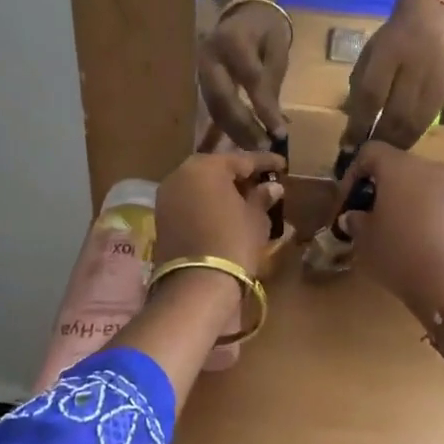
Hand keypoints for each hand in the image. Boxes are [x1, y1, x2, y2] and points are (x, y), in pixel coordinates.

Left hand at [153, 150, 285, 276]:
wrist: (196, 284)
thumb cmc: (233, 243)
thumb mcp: (255, 219)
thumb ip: (262, 198)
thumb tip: (271, 187)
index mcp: (207, 166)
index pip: (242, 159)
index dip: (265, 162)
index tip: (282, 164)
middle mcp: (181, 174)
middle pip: (216, 169)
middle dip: (239, 174)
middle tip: (261, 181)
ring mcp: (167, 196)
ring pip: (200, 185)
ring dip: (221, 189)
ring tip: (245, 198)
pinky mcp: (161, 217)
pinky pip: (190, 201)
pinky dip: (207, 203)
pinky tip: (224, 212)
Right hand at [198, 3, 291, 149]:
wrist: (242, 13)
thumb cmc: (265, 32)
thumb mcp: (277, 51)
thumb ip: (272, 84)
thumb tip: (275, 124)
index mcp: (232, 40)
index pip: (250, 80)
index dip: (264, 108)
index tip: (279, 134)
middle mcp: (209, 56)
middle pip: (224, 98)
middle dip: (244, 127)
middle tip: (263, 149)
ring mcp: (198, 70)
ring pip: (215, 108)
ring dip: (234, 132)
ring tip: (254, 151)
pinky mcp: (198, 82)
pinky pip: (211, 109)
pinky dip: (226, 128)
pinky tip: (241, 142)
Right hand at [334, 142, 443, 326]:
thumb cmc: (400, 254)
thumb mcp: (366, 240)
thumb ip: (356, 221)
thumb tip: (354, 216)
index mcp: (399, 167)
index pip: (370, 152)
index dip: (353, 173)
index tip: (346, 200)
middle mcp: (428, 168)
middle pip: (397, 166)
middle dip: (378, 186)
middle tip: (366, 214)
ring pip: (418, 184)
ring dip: (401, 199)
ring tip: (388, 229)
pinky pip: (434, 201)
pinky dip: (420, 212)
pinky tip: (413, 240)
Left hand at [341, 0, 443, 149]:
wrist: (429, 21)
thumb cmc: (390, 41)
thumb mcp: (369, 56)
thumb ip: (360, 88)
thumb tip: (353, 127)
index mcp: (387, 52)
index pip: (371, 94)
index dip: (359, 123)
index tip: (348, 144)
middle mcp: (412, 66)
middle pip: (395, 114)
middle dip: (378, 139)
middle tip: (365, 155)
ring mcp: (431, 80)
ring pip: (414, 123)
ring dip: (395, 144)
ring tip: (381, 156)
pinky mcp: (443, 92)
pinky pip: (426, 122)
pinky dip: (411, 138)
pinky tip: (400, 146)